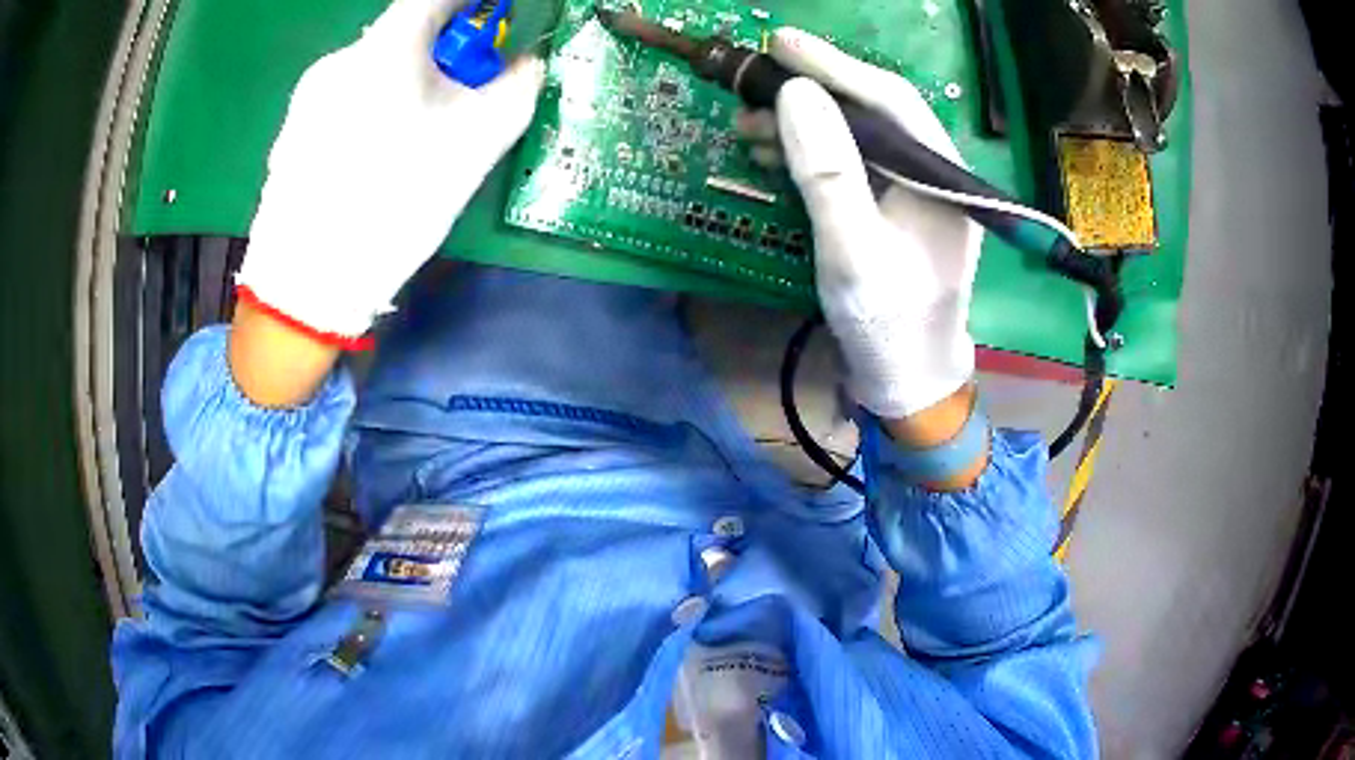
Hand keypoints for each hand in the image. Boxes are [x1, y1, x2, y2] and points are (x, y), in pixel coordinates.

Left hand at [235, 0, 544, 342]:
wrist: (306, 284)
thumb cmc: (394, 204)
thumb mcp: (475, 146)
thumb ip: (516, 88)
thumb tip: (527, 62)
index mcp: (386, 47)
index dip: (472, 3)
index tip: (491, 22)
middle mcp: (341, 57)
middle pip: (403, 35)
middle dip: (440, 54)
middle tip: (456, 100)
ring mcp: (308, 95)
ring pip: (372, 69)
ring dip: (403, 84)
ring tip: (409, 143)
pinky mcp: (292, 129)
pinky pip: (344, 100)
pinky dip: (369, 110)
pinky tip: (369, 162)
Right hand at [741, 29, 982, 420]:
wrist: (908, 381)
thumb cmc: (887, 323)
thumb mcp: (851, 250)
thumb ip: (828, 171)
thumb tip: (795, 93)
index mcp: (940, 176)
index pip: (889, 99)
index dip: (834, 65)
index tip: (780, 42)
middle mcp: (933, 173)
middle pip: (872, 111)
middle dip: (811, 93)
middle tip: (751, 83)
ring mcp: (913, 191)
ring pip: (857, 136)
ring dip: (801, 124)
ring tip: (746, 123)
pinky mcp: (893, 209)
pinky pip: (850, 165)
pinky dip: (809, 154)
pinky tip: (772, 152)